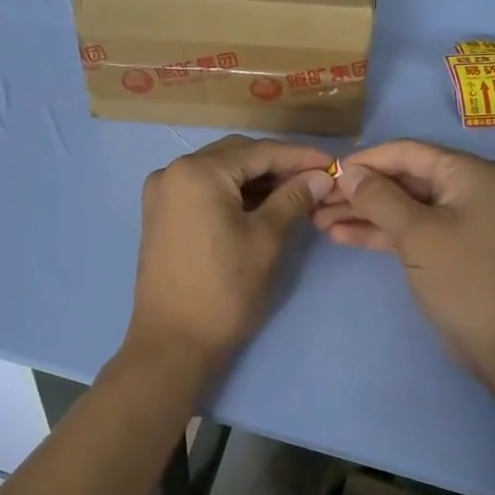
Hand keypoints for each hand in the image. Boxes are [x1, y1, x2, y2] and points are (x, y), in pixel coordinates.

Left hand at [127, 135, 335, 372]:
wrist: (173, 342)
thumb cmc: (225, 289)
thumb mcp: (266, 239)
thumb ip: (293, 198)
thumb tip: (321, 175)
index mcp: (197, 171)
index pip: (259, 151)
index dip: (299, 156)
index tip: (333, 162)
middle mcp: (173, 171)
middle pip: (236, 155)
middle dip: (277, 165)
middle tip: (316, 178)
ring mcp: (162, 193)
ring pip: (220, 172)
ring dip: (256, 179)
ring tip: (295, 192)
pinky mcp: (161, 214)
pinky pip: (203, 190)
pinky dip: (233, 194)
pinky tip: (262, 205)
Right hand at [313, 140, 494, 382]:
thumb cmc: (466, 279)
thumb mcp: (418, 234)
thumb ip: (379, 198)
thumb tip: (346, 172)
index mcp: (467, 173)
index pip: (406, 152)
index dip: (364, 161)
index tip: (324, 172)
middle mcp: (463, 188)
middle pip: (401, 178)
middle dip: (358, 189)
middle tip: (315, 200)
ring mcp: (455, 219)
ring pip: (399, 205)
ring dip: (361, 212)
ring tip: (317, 220)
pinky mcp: (445, 247)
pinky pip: (406, 229)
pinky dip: (377, 231)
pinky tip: (340, 235)